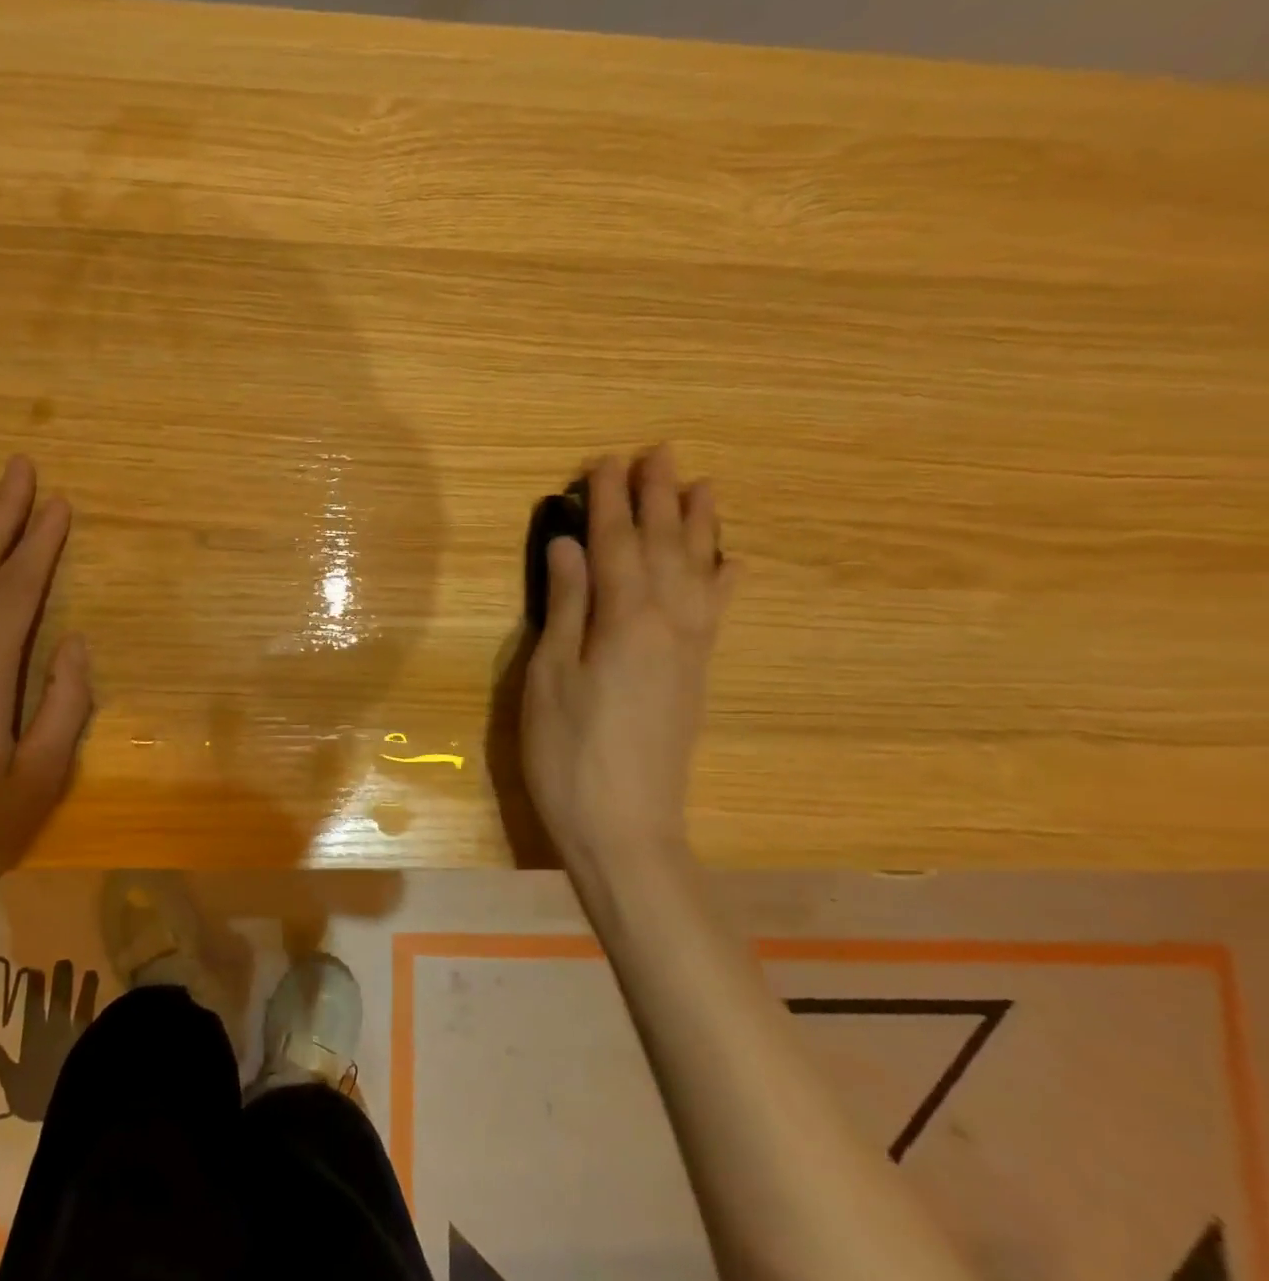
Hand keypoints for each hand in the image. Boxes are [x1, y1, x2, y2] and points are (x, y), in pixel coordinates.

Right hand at [0, 959, 98, 1122]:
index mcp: (34, 1036)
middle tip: (64, 961)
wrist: (72, 1098)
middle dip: (61, 979)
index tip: (35, 970)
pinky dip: (102, 1008)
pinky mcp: (96, 1037)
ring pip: (81, 1003)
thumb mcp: (11, 1083)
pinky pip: (98, 1017)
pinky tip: (109, 999)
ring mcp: (78, 1030)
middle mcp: (56, 1027)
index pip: (32, 1006)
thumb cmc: (36, 1095)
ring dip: (86, 987)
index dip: (34, 987)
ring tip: (91, 972)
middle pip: (59, 998)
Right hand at [521, 445, 736, 878]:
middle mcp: (669, 623)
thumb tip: (570, 544)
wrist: (626, 827)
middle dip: (658, 497)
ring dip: (699, 526)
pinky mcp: (697, 675)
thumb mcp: (550, 677)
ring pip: (700, 571)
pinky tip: (731, 562)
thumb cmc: (569, 753)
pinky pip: (718, 612)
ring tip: (703, 485)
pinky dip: (724, 580)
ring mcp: (690, 650)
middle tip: (658, 453)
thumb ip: (566, 606)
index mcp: (626, 620)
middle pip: (665, 547)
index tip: (604, 462)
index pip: (617, 544)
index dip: (609, 501)